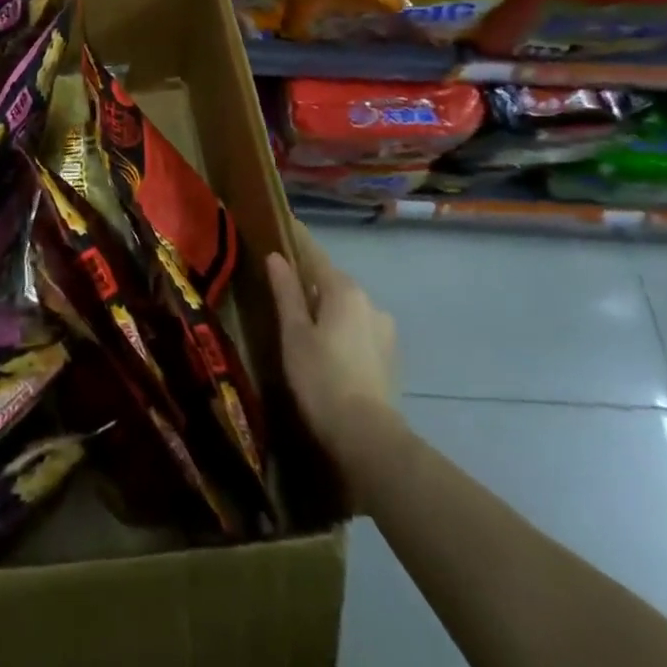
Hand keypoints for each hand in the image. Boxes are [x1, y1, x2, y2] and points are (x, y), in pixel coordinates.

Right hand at [266, 220, 400, 473]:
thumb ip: (286, 292)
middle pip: (332, 282)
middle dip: (311, 282)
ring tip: (304, 325)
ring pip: (347, 308)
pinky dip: (342, 330)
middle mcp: (370, 302)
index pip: (315, 255)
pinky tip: (328, 350)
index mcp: (344, 290)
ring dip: (327, 309)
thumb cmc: (321, 378)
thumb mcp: (293, 333)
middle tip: (283, 289)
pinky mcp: (390, 356)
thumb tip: (276, 256)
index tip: (282, 229)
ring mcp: (384, 330)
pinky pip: (359, 330)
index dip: (297, 243)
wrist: (367, 437)